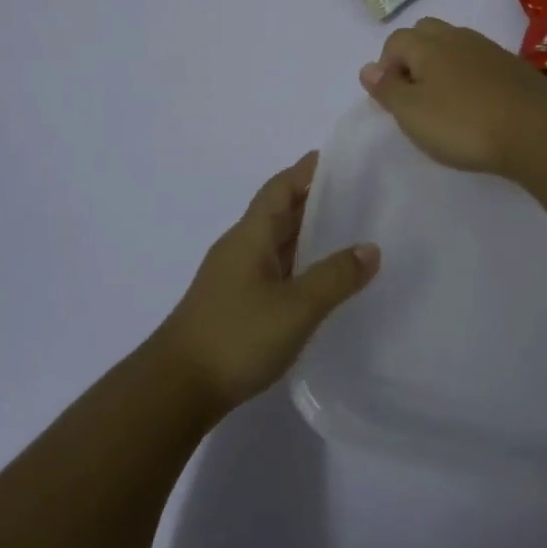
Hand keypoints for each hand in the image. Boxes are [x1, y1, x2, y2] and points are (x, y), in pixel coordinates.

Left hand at [155, 152, 379, 414]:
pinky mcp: (234, 304)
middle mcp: (240, 247)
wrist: (175, 389)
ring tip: (345, 233)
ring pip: (275, 242)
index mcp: (250, 235)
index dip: (305, 171)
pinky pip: (272, 269)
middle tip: (355, 194)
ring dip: (305, 233)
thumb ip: (335, 277)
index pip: (280, 188)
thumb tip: (371, 248)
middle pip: (278, 212)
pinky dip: (297, 264)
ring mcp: (234, 277)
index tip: (337, 158)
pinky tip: (317, 281)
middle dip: (312, 199)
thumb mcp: (296, 307)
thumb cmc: (236, 336)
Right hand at [358, 17, 546, 174]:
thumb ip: (387, 89)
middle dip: (413, 55)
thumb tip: (367, 68)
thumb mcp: (412, 113)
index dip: (387, 66)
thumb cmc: (463, 124)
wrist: (536, 131)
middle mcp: (457, 37)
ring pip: (455, 44)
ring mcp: (489, 49)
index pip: (395, 40)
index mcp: (427, 44)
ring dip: (443, 64)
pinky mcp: (514, 67)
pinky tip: (476, 104)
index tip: (392, 99)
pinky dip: (470, 75)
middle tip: (416, 93)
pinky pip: (480, 61)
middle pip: (426, 32)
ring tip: (445, 101)